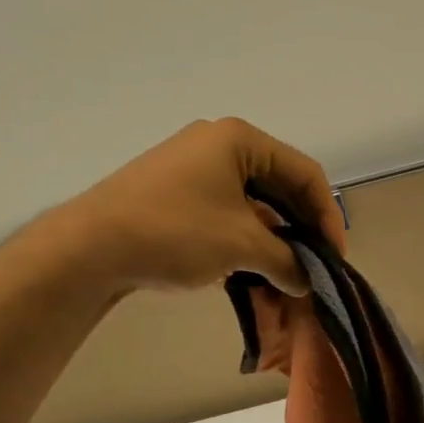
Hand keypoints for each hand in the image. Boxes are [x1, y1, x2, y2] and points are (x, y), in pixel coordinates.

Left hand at [59, 118, 345, 295]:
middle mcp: (219, 147)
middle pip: (280, 188)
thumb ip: (287, 261)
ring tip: (289, 278)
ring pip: (254, 206)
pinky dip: (248, 243)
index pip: (304, 173)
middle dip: (302, 231)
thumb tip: (308, 282)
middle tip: (316, 268)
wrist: (89, 248)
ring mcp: (195, 171)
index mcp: (240, 141)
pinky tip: (257, 274)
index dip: (327, 216)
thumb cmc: (175, 231)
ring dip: (276, 242)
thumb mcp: (242, 246)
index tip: (335, 257)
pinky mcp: (177, 197)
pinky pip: (229, 216)